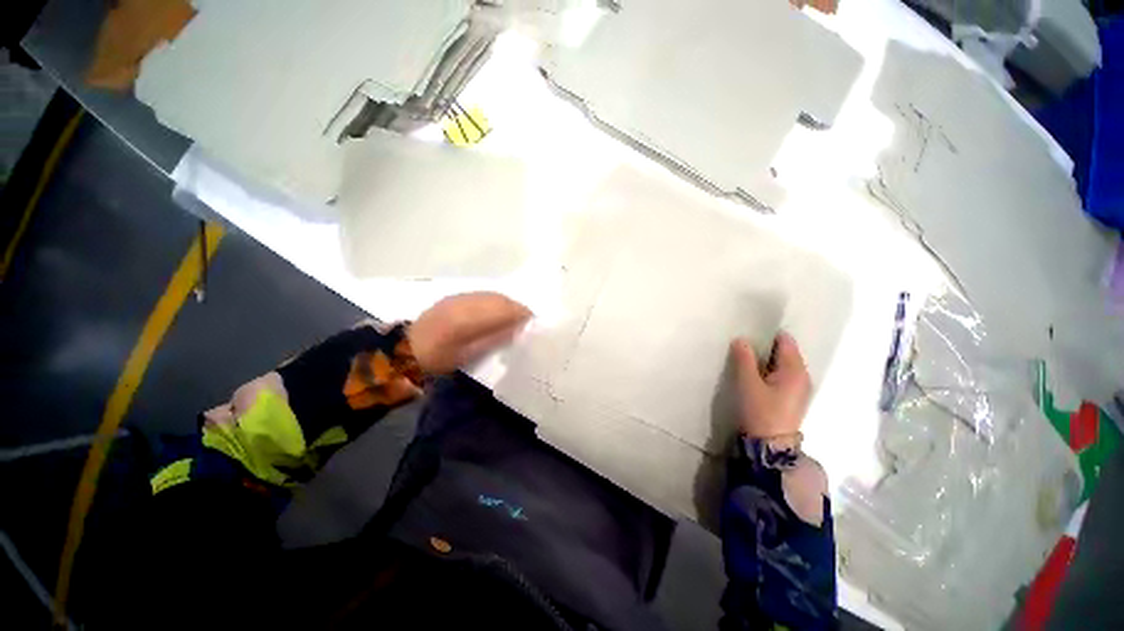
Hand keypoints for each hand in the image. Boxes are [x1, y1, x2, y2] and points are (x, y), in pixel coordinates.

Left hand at [407, 292, 531, 373]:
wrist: (406, 348)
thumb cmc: (439, 358)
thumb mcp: (468, 354)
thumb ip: (493, 339)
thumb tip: (516, 328)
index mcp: (469, 318)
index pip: (503, 310)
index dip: (520, 313)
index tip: (532, 320)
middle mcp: (466, 302)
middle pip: (499, 299)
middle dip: (516, 307)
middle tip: (526, 318)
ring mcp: (460, 297)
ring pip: (491, 295)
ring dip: (506, 303)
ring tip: (514, 315)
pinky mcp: (455, 296)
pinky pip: (482, 294)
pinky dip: (494, 301)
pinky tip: (496, 310)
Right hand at [730, 332, 810, 438]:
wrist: (770, 446)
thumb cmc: (760, 411)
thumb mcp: (748, 383)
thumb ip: (744, 359)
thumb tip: (741, 339)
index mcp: (795, 370)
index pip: (785, 341)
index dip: (767, 335)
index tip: (748, 334)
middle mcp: (802, 376)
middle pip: (785, 352)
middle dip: (765, 347)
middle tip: (743, 346)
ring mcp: (799, 388)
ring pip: (782, 364)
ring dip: (766, 360)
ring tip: (745, 359)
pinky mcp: (791, 398)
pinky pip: (781, 375)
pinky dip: (769, 371)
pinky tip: (754, 375)